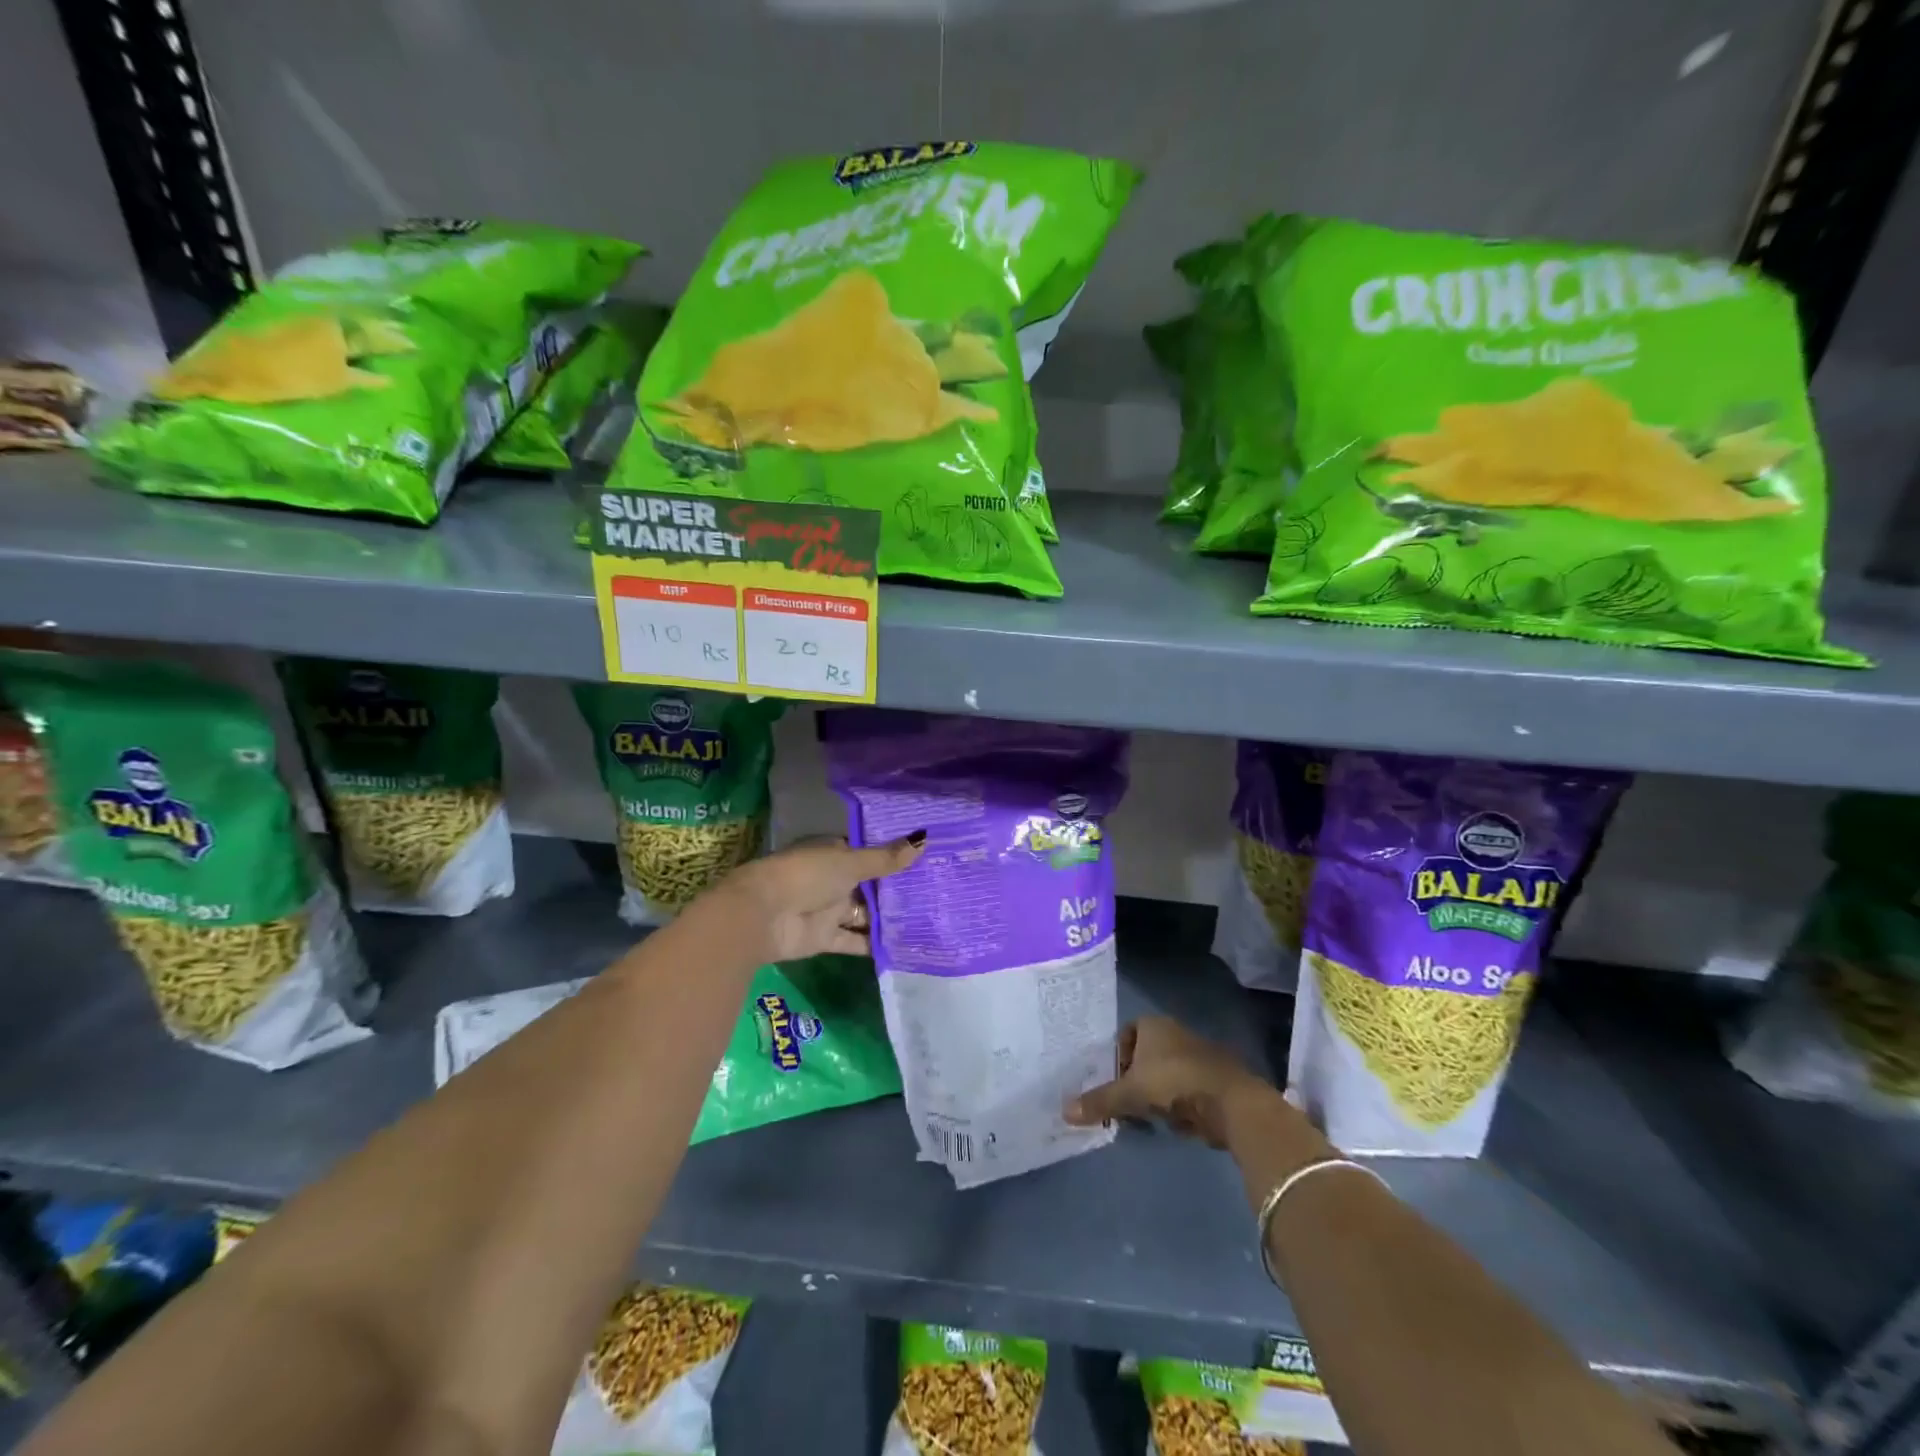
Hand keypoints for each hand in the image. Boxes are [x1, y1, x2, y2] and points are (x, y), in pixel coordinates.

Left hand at [720, 832, 923, 962]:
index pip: (869, 853)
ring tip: (929, 919)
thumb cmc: (806, 875)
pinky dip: (874, 945)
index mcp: (834, 853)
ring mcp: (829, 910)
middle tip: (937, 891)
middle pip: (870, 885)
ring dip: (889, 918)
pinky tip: (905, 947)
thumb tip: (924, 839)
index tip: (927, 859)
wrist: (761, 915)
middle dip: (896, 889)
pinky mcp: (826, 938)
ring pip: (865, 914)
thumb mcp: (850, 862)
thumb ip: (886, 858)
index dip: (894, 856)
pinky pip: (855, 941)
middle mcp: (833, 880)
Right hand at [1064, 1016, 1272, 1148]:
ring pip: (1165, 1073)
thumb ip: (1099, 1101)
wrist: (1231, 1102)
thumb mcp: (1130, 1094)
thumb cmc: (1174, 1083)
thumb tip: (1064, 1111)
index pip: (1125, 1033)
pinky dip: (1177, 1104)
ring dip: (1155, 1094)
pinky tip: (1173, 1123)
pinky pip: (1184, 1089)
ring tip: (1147, 1118)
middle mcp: (1174, 1033)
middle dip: (1134, 1079)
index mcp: (1152, 1025)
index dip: (1116, 1056)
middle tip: (1124, 1103)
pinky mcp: (1213, 1078)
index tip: (1112, 1081)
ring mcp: (1196, 1054)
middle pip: (1145, 1055)